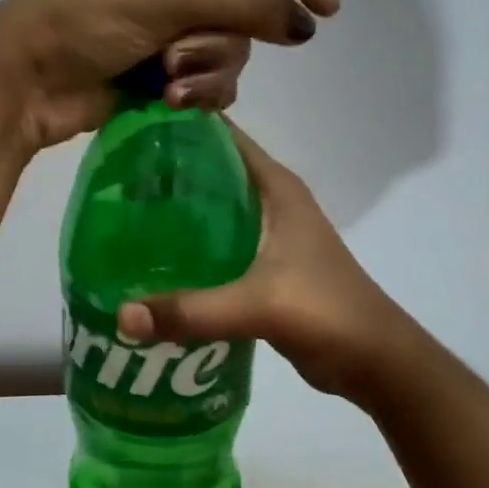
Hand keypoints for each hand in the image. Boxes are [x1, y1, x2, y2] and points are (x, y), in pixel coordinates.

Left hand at [0, 0, 339, 148]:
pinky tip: (167, 102)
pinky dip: (197, 95)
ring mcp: (173, 31)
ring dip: (205, 72)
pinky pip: (211, 84)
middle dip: (218, 41)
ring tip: (165, 83)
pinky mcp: (165, 74)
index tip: (326, 9)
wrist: (29, 75)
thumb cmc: (91, 15)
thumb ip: (246, 5)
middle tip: (176, 56)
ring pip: (231, 53)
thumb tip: (308, 24)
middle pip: (247, 11)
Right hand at [113, 123, 417, 398]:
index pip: (221, 136)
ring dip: (174, 208)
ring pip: (211, 207)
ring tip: (121, 211)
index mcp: (276, 187)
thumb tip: (121, 315)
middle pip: (209, 170)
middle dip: (164, 170)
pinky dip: (187, 243)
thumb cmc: (327, 313)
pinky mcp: (263, 265)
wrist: (377, 362)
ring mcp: (268, 234)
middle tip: (112, 175)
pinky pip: (215, 241)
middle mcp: (270, 201)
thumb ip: (192, 310)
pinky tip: (152, 257)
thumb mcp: (259, 305)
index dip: (179, 125)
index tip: (130, 125)